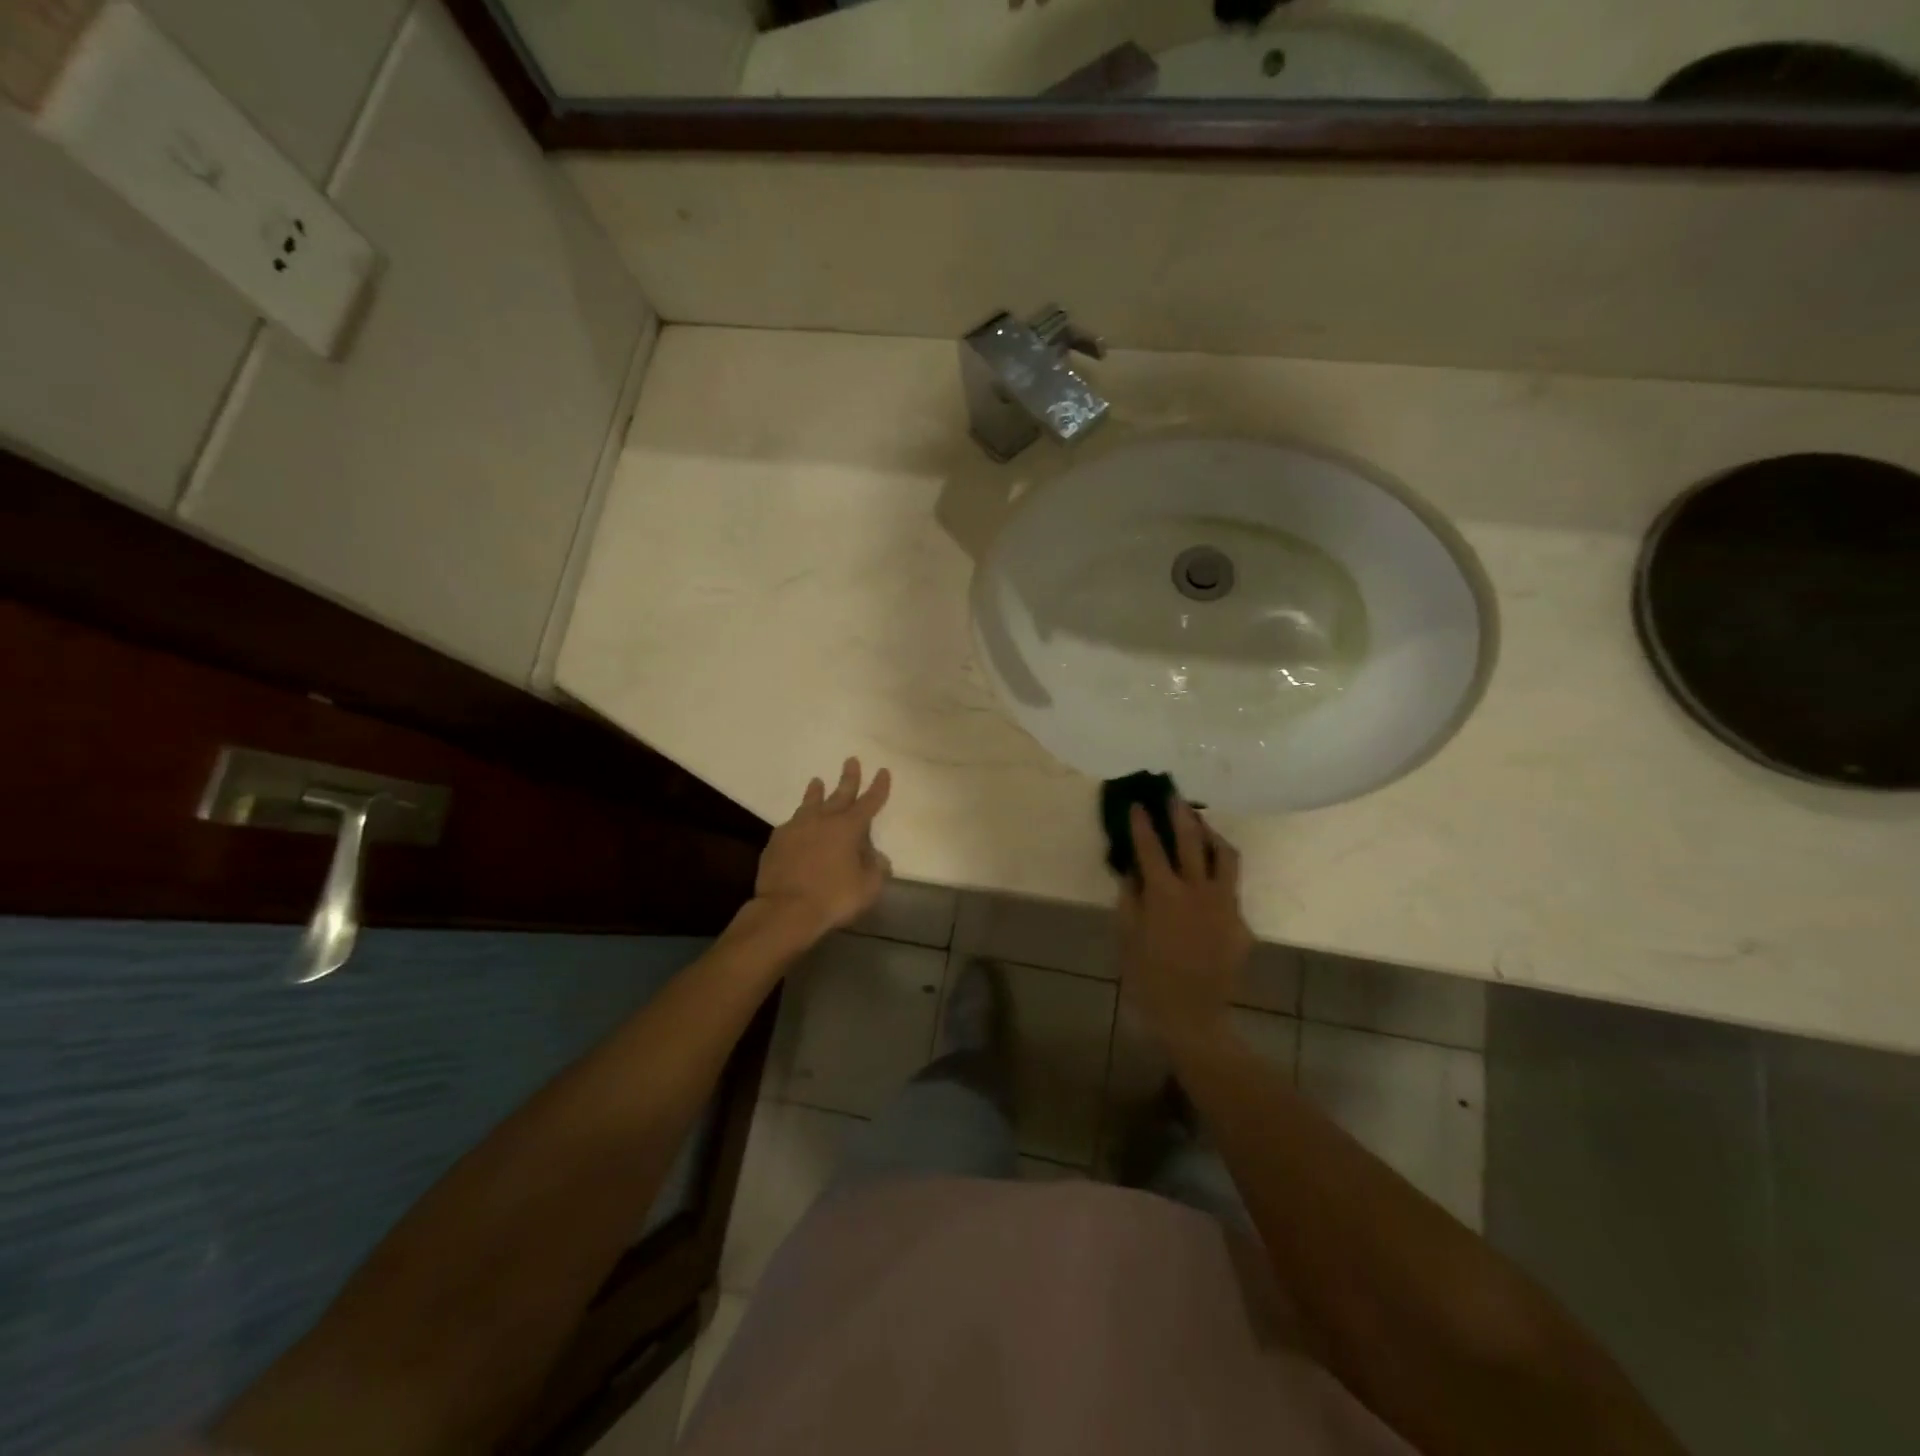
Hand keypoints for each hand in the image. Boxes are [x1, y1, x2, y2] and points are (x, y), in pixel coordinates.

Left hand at [752, 758, 892, 940]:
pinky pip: (791, 824)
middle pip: (839, 794)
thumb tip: (877, 856)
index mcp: (849, 828)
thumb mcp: (868, 887)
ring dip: (816, 792)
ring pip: (810, 803)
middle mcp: (823, 820)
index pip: (869, 802)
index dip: (878, 788)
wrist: (786, 909)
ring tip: (817, 781)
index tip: (883, 771)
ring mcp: (797, 828)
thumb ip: (876, 868)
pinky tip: (796, 822)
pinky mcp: (777, 841)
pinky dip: (799, 820)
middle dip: (848, 778)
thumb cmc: (834, 897)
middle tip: (851, 760)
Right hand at [1118, 799, 1252, 1048]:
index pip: (1150, 848)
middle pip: (1192, 841)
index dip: (1142, 824)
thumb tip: (1131, 870)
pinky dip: (1219, 875)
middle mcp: (1198, 891)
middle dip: (1181, 814)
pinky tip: (1208, 880)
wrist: (1193, 1015)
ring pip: (1226, 857)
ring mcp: (1225, 904)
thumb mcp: (1127, 937)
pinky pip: (1231, 888)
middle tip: (1174, 795)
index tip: (1137, 804)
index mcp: (1165, 894)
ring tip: (1202, 827)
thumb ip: (1129, 899)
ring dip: (1212, 836)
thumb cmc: (1149, 978)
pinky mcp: (1240, 921)